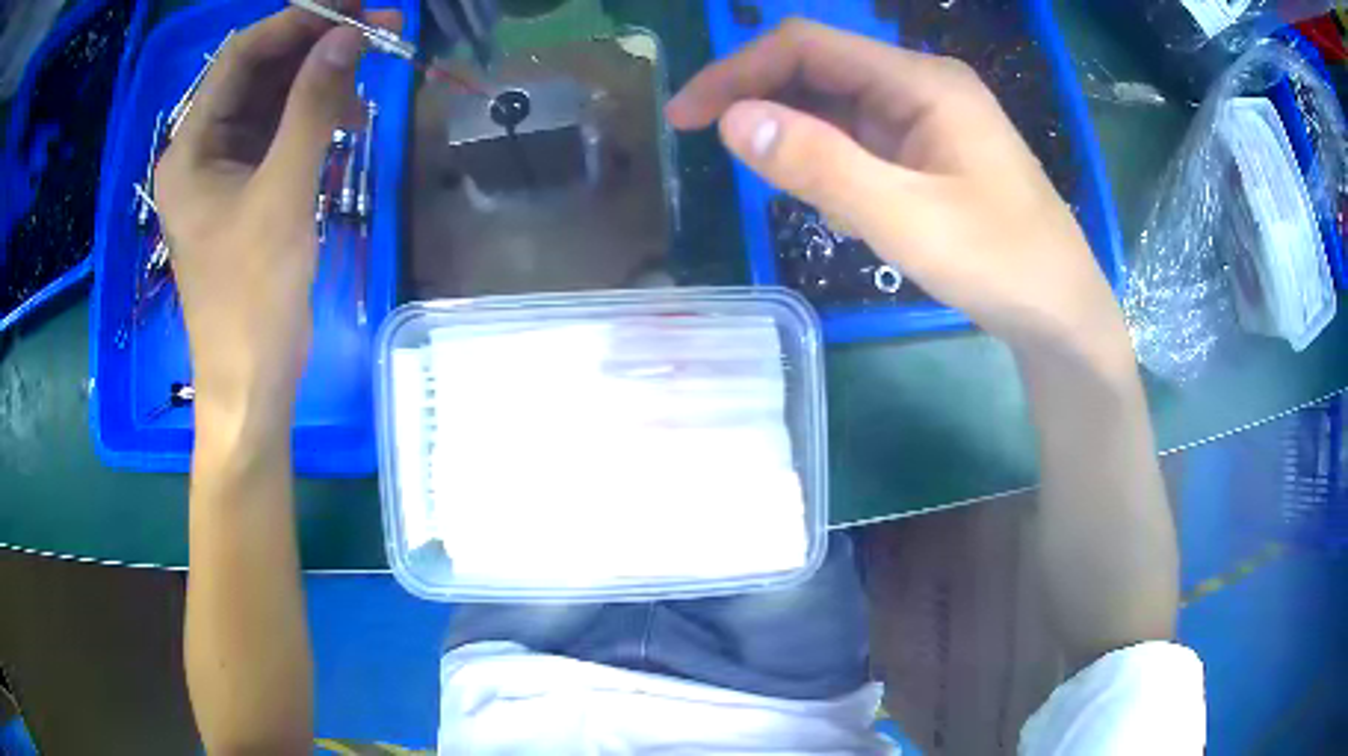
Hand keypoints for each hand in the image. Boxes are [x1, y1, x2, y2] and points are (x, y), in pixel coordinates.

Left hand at [155, 5, 398, 445]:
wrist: (252, 382)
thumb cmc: (252, 297)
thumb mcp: (283, 196)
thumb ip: (312, 109)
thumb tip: (348, 36)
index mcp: (190, 148)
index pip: (240, 58)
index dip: (294, 23)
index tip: (351, 7)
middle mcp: (202, 150)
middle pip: (257, 75)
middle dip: (313, 47)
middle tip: (376, 29)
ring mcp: (225, 171)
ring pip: (272, 102)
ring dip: (319, 81)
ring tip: (369, 73)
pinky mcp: (248, 191)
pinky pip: (281, 134)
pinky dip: (314, 118)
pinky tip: (349, 119)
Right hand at [667, 19, 1128, 364]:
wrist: (1062, 315)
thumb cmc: (1002, 265)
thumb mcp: (907, 220)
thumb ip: (821, 166)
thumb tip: (733, 120)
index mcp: (922, 81)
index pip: (807, 46)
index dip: (738, 70)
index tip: (687, 116)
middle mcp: (922, 85)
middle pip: (820, 68)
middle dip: (759, 98)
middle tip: (710, 145)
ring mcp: (928, 118)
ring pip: (837, 105)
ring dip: (796, 133)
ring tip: (776, 182)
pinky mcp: (929, 151)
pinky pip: (861, 138)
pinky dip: (829, 159)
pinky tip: (829, 197)